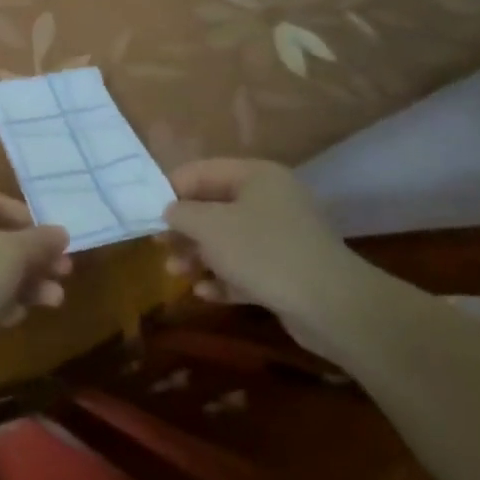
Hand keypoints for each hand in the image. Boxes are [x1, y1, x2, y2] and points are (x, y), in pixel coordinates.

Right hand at [162, 159, 378, 342]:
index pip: (201, 172)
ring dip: (198, 256)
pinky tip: (204, 293)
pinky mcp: (287, 272)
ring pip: (227, 241)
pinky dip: (223, 278)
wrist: (334, 307)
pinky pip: (246, 269)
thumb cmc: (263, 252)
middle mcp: (270, 200)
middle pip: (213, 207)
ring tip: (176, 274)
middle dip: (184, 229)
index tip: (145, 212)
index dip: (170, 190)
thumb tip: (170, 211)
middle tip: (158, 246)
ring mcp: (282, 237)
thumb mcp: (209, 226)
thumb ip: (181, 213)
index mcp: (256, 176)